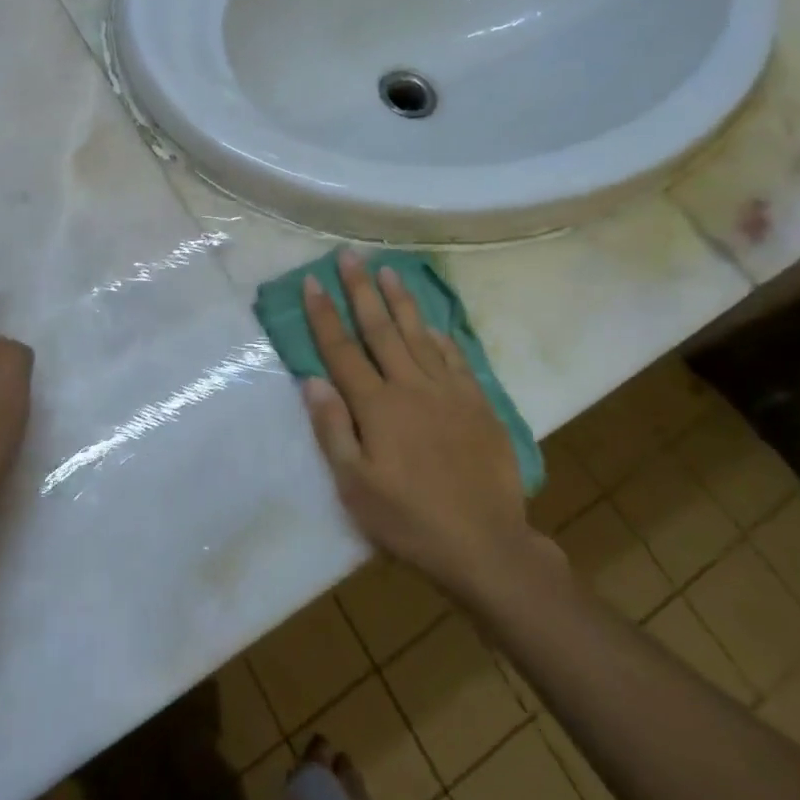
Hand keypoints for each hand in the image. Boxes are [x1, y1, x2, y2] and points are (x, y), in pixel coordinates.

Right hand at [299, 251, 562, 600]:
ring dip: (401, 300)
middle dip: (361, 290)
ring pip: (418, 334)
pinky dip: (440, 337)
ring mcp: (448, 392)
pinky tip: (432, 323)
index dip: (324, 314)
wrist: (487, 544)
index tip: (313, 280)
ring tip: (388, 270)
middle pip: (380, 329)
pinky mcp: (476, 404)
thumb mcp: (356, 488)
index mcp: (377, 406)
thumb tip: (312, 381)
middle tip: (350, 255)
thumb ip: (333, 430)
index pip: (342, 350)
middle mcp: (410, 386)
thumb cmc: (410, 520)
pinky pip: (455, 358)